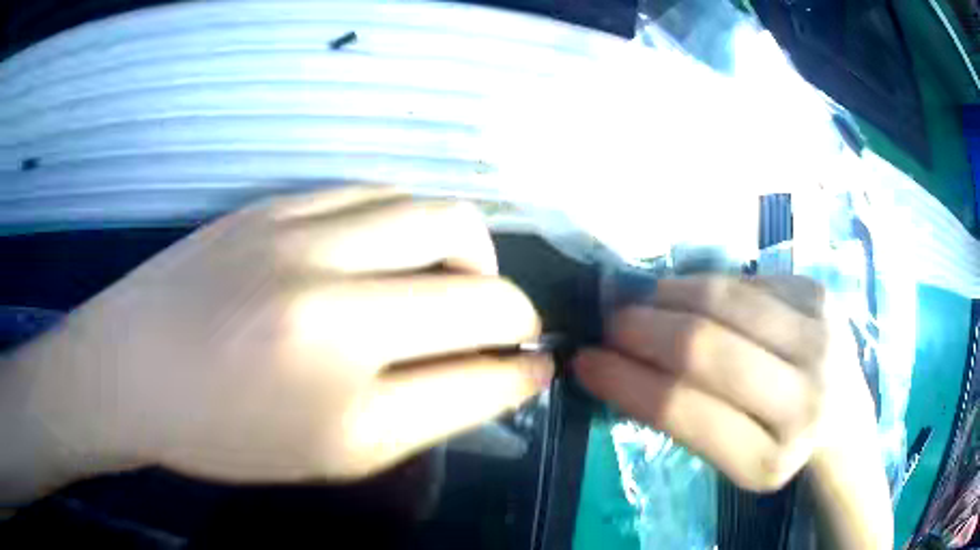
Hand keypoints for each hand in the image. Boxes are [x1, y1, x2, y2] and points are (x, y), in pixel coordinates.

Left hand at [6, 187, 551, 492]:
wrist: (128, 370)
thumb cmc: (222, 432)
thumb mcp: (335, 451)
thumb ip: (433, 412)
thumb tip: (509, 374)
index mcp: (344, 384)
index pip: (481, 366)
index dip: (523, 368)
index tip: (535, 367)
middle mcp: (331, 296)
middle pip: (475, 271)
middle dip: (509, 303)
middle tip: (492, 326)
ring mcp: (299, 231)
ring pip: (433, 209)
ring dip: (464, 249)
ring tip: (446, 281)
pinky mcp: (274, 200)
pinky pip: (374, 191)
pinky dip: (407, 221)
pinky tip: (389, 250)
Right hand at [573, 276, 891, 548]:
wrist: (844, 419)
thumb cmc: (780, 446)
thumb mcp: (729, 458)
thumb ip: (683, 418)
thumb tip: (619, 364)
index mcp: (769, 460)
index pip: (684, 411)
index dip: (625, 381)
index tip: (586, 360)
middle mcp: (804, 399)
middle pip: (705, 347)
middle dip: (641, 328)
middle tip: (610, 322)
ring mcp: (820, 338)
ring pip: (725, 300)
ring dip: (669, 295)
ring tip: (643, 300)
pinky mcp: (821, 297)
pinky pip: (747, 280)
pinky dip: (708, 286)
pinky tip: (693, 297)